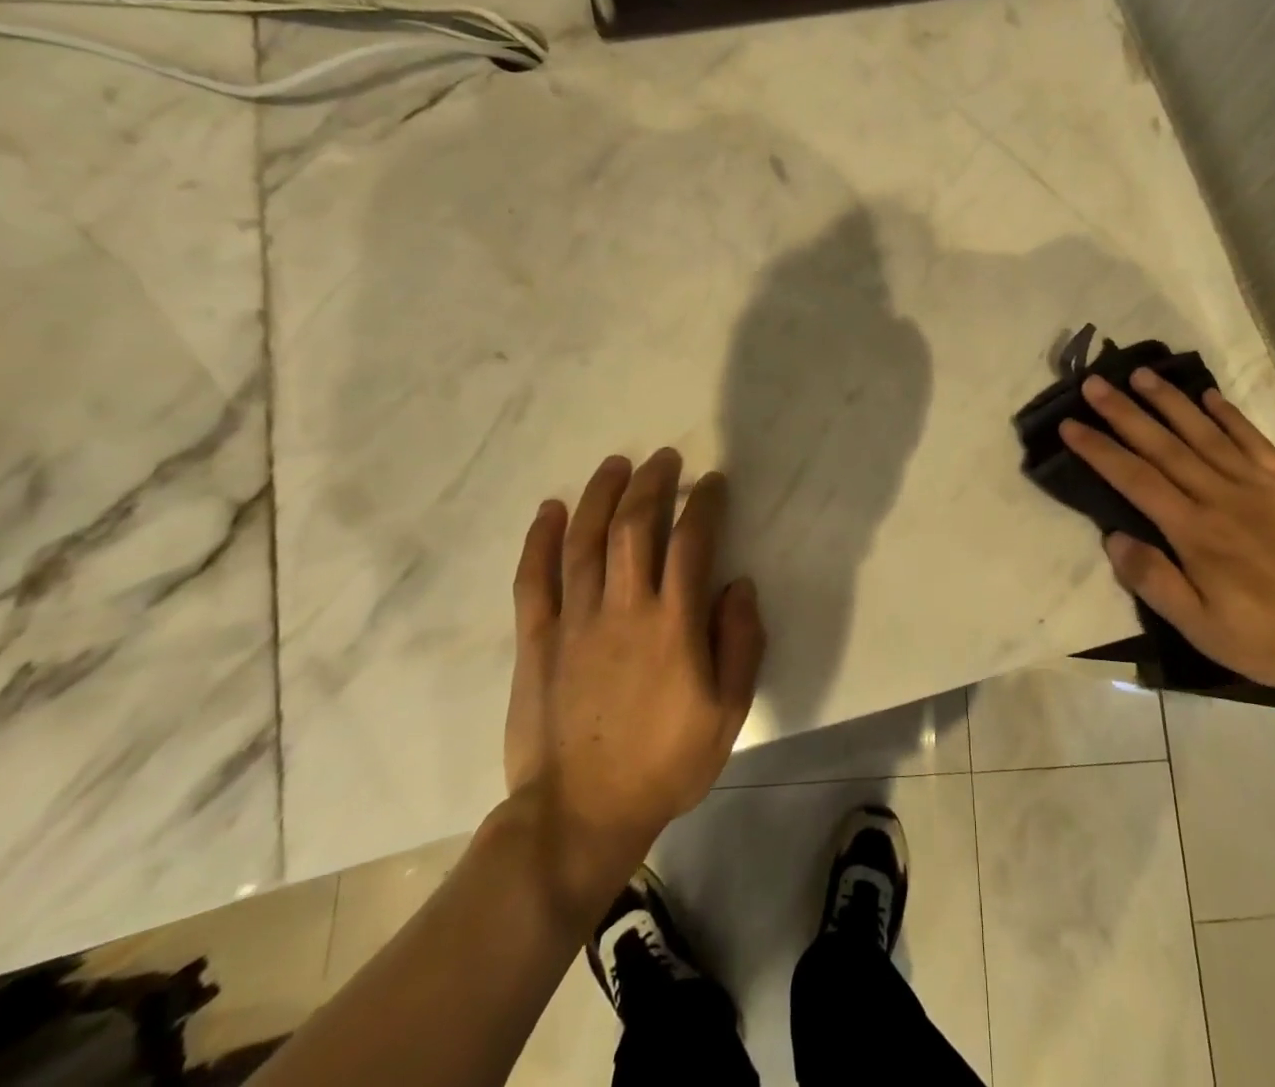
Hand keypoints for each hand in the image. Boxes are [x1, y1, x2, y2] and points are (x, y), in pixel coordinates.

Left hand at [502, 449, 764, 907]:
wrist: (580, 816)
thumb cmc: (665, 764)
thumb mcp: (728, 712)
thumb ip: (740, 643)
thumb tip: (739, 585)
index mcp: (674, 624)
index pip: (692, 541)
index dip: (703, 503)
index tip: (711, 482)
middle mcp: (624, 608)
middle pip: (634, 526)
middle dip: (651, 483)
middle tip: (664, 459)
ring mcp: (574, 620)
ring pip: (585, 540)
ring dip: (601, 495)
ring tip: (615, 464)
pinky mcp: (536, 640)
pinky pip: (534, 579)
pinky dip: (541, 540)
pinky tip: (550, 510)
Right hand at [1061, 371, 1274, 696]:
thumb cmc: (1268, 638)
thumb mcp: (1201, 627)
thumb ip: (1154, 581)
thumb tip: (1113, 538)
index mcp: (1193, 531)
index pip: (1135, 479)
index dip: (1099, 449)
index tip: (1070, 425)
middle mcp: (1220, 496)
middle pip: (1163, 446)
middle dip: (1124, 412)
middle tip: (1094, 384)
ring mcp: (1259, 485)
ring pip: (1204, 433)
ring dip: (1169, 402)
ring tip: (1141, 375)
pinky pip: (1254, 440)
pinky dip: (1229, 415)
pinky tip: (1209, 396)